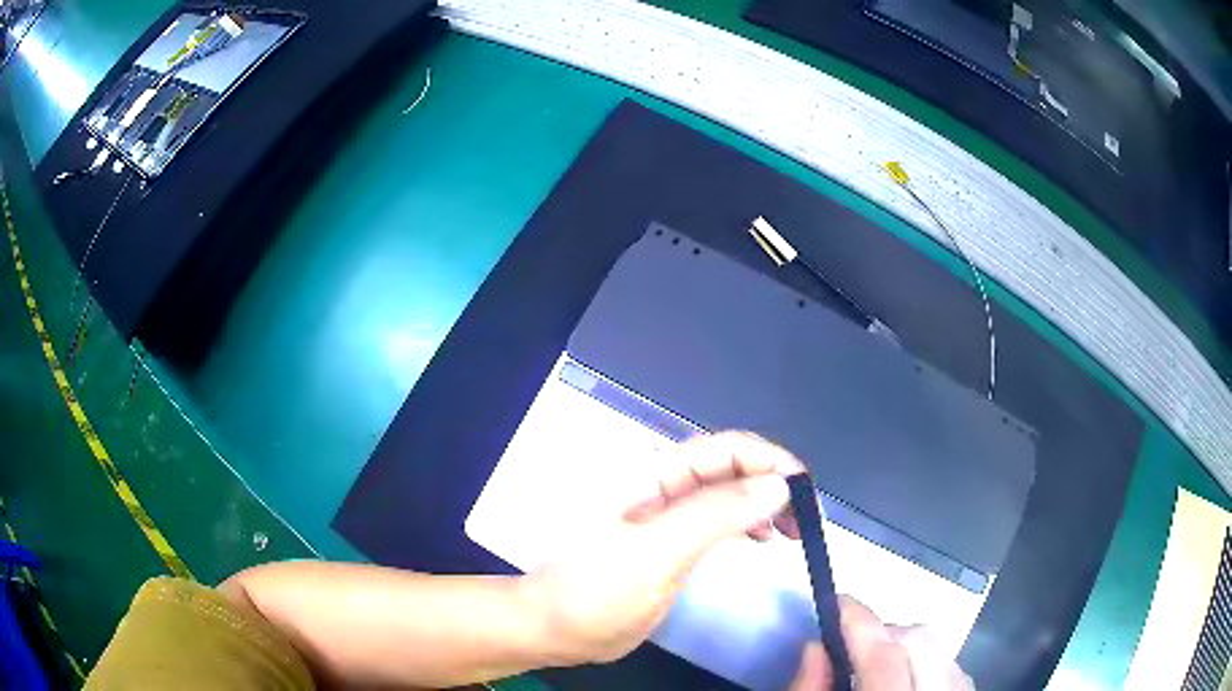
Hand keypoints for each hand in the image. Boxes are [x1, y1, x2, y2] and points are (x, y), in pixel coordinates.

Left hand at [520, 431, 803, 664]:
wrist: (554, 629)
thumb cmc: (594, 592)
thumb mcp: (656, 554)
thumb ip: (714, 516)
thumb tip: (777, 485)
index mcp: (653, 474)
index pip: (725, 449)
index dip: (770, 461)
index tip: (804, 493)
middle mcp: (663, 486)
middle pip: (731, 467)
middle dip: (772, 483)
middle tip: (804, 519)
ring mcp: (666, 515)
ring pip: (728, 493)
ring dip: (764, 503)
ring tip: (790, 530)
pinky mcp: (670, 541)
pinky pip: (718, 520)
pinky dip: (747, 522)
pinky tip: (762, 537)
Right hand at [790, 597, 973, 689]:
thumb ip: (808, 690)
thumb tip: (815, 646)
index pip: (885, 657)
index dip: (859, 623)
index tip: (836, 602)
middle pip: (921, 641)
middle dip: (885, 633)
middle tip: (851, 647)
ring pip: (943, 648)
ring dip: (906, 646)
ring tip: (876, 667)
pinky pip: (954, 665)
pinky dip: (928, 662)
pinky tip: (906, 680)